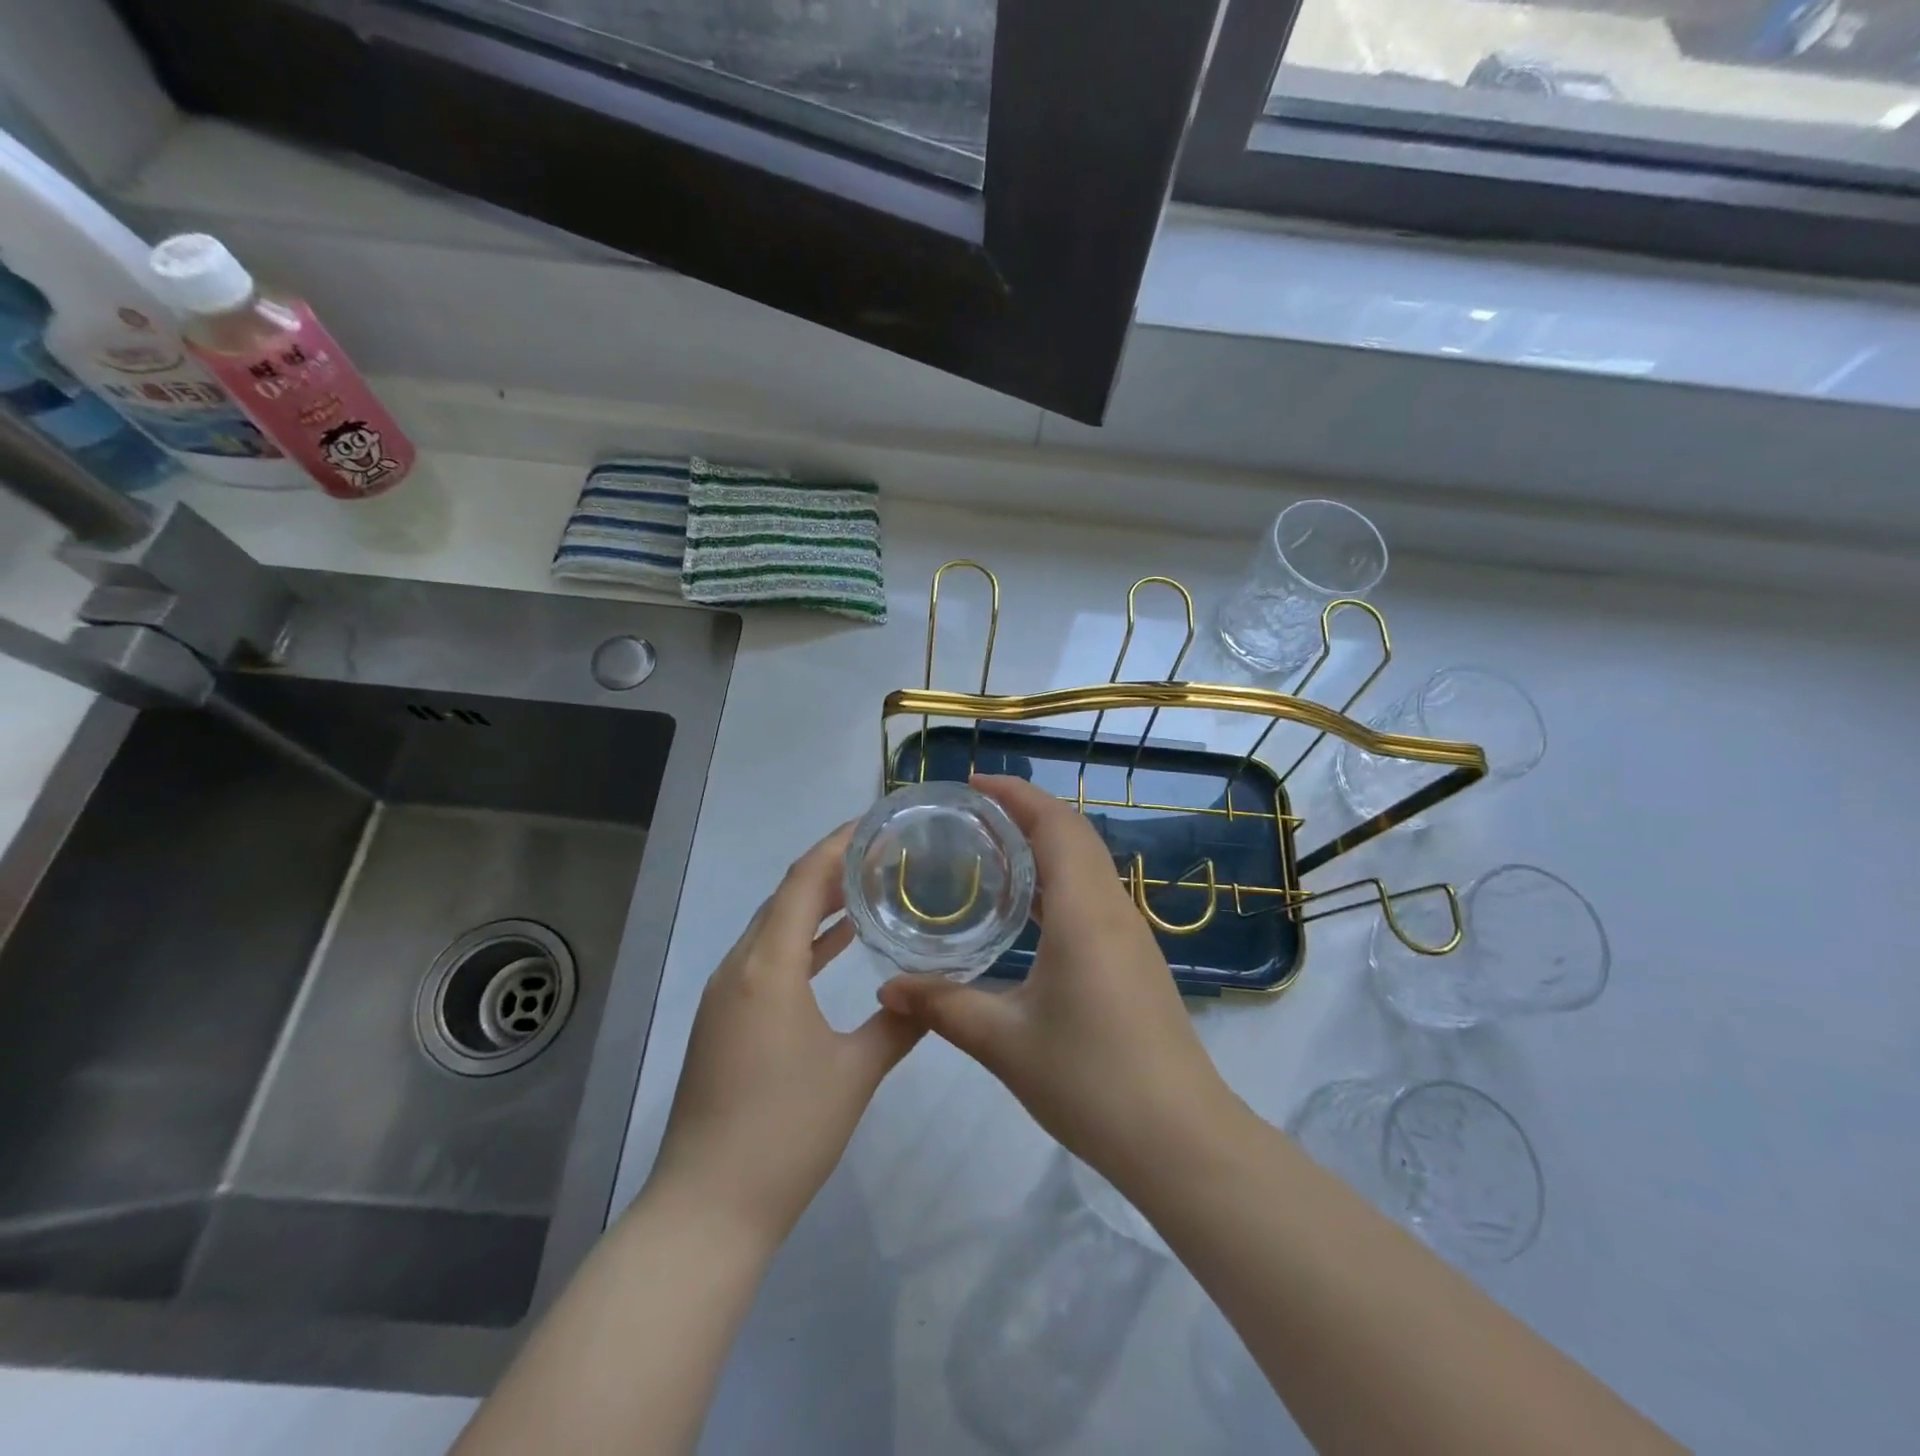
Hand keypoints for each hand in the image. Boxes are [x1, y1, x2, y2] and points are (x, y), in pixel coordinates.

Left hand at [646, 823, 923, 1247]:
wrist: (708, 1211)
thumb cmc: (785, 1134)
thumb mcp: (855, 1074)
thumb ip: (899, 1024)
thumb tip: (932, 990)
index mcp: (767, 967)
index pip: (802, 881)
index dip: (837, 844)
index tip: (875, 823)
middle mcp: (739, 968)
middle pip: (786, 897)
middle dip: (831, 869)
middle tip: (883, 852)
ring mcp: (726, 995)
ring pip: (774, 928)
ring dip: (816, 905)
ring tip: (867, 886)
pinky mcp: (724, 1020)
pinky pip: (767, 959)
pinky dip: (802, 943)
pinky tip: (837, 946)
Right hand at [877, 776, 1235, 1182]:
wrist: (1180, 1138)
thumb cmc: (1092, 1081)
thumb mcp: (1005, 1043)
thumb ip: (942, 1006)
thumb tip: (887, 986)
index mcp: (1085, 911)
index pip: (1055, 825)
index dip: (1016, 794)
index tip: (973, 782)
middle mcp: (1112, 908)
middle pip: (1074, 833)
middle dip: (1026, 810)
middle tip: (972, 812)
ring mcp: (1130, 933)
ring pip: (1087, 863)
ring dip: (1044, 843)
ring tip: (990, 849)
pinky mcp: (1134, 958)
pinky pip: (1093, 894)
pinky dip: (1058, 878)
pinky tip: (1026, 908)